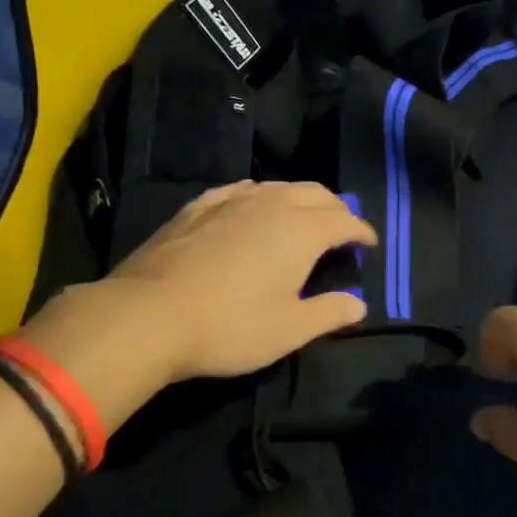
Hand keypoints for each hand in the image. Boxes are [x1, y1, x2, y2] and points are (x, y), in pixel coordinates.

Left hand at [33, 181, 376, 387]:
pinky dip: (260, 196)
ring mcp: (230, 200)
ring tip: (302, 219)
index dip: (361, 232)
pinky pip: (240, 190)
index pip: (344, 221)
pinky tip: (252, 207)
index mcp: (301, 230)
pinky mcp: (197, 207)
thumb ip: (329, 313)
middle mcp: (270, 204)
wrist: (147, 316)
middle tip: (341, 230)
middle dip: (335, 209)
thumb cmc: (229, 326)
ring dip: (299, 199)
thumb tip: (359, 304)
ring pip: (278, 187)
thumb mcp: (289, 330)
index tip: (368, 245)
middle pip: (315, 193)